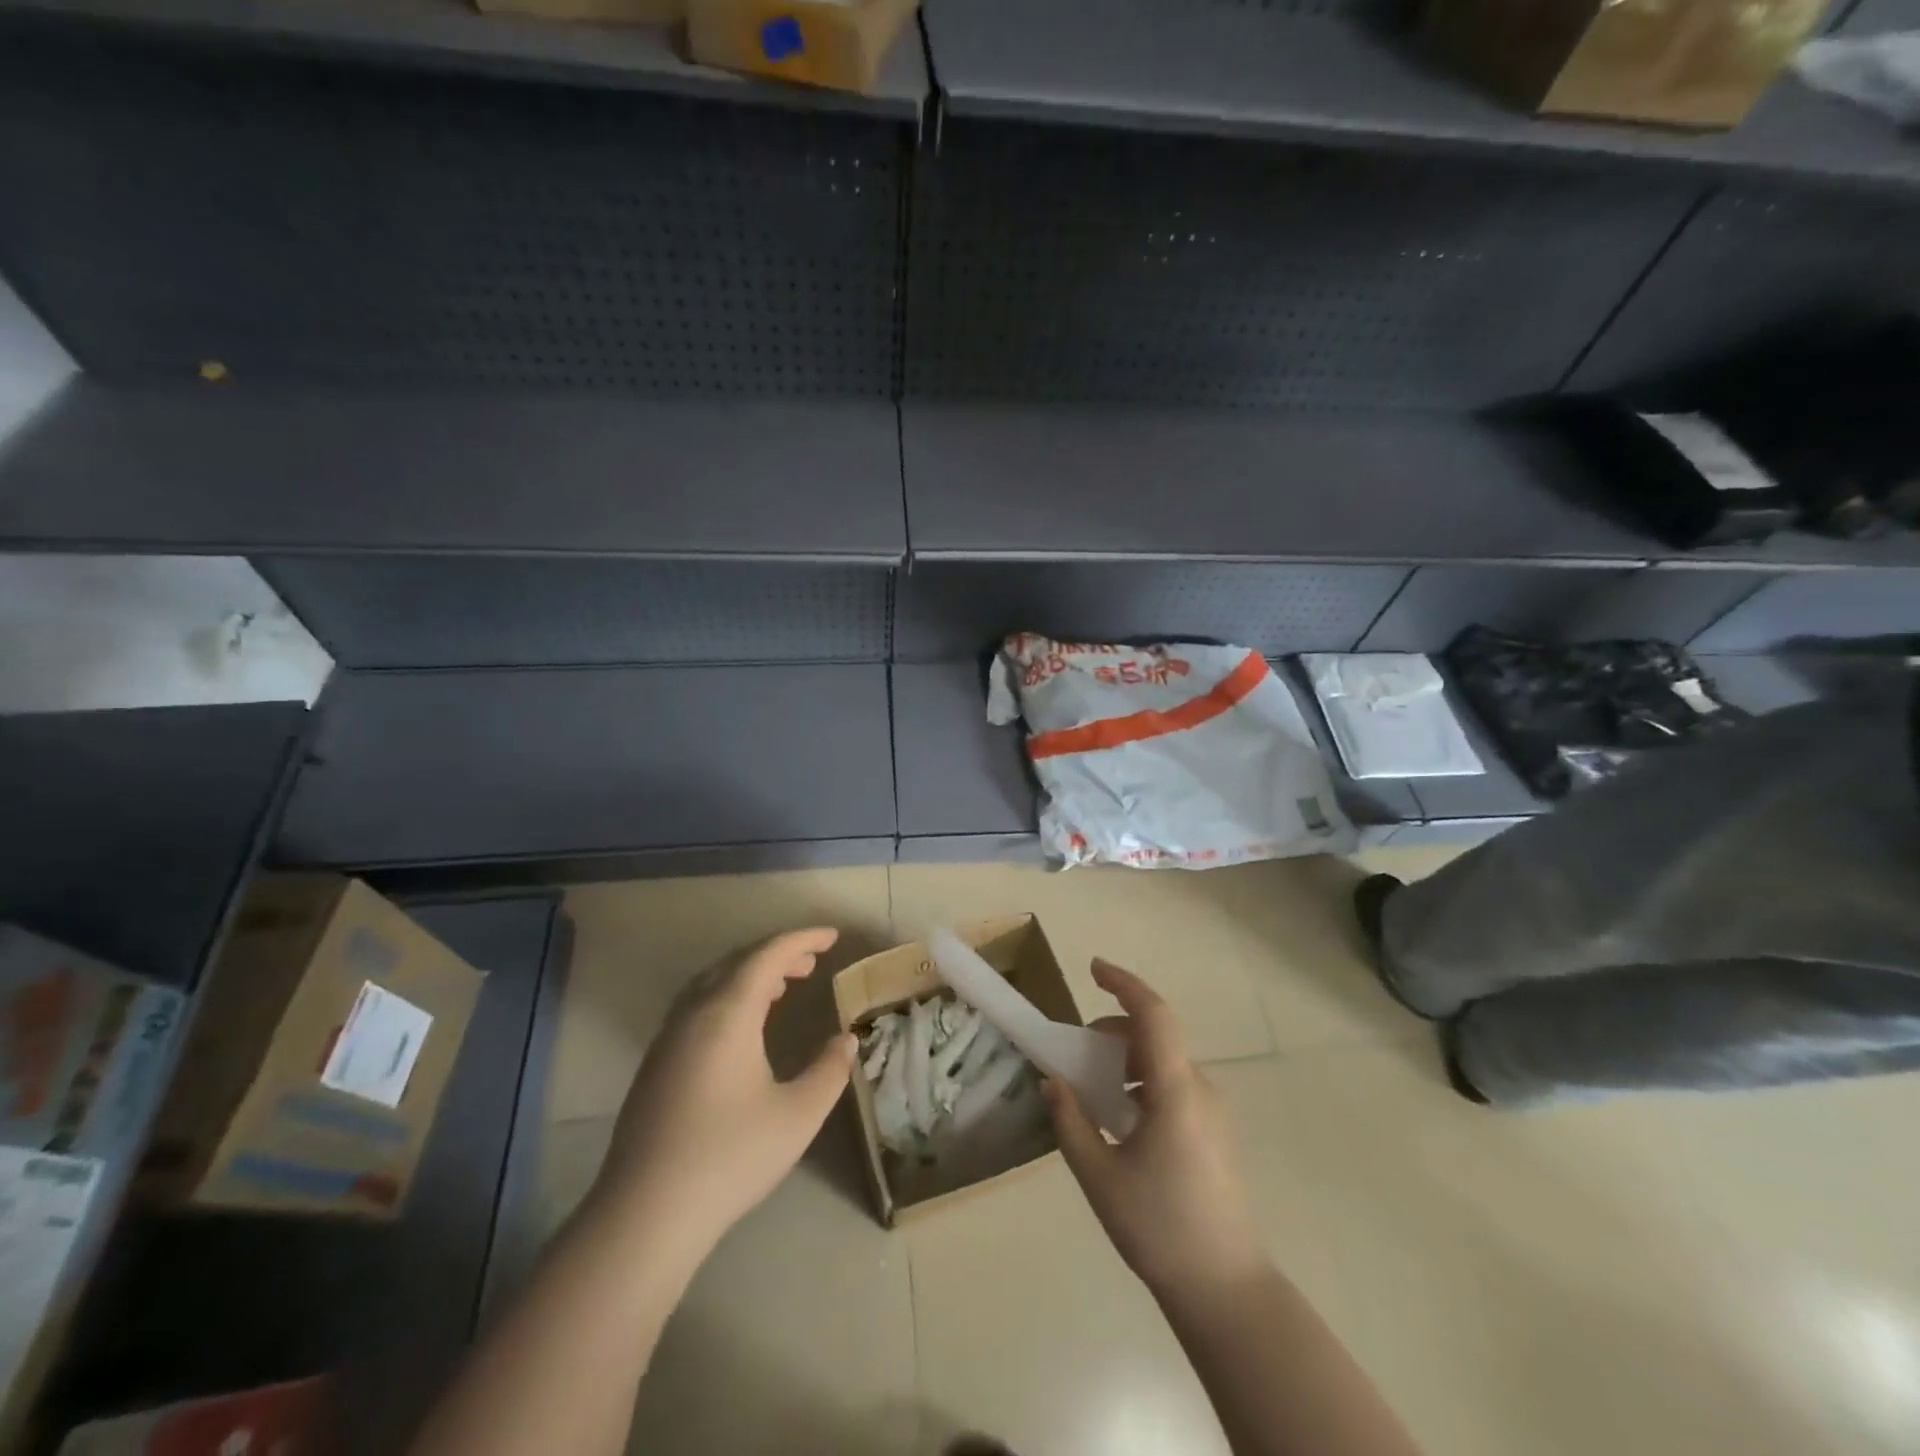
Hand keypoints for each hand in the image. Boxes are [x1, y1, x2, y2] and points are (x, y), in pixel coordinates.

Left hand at [591, 927, 856, 1260]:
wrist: (645, 1215)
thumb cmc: (730, 1157)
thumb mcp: (798, 1115)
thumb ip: (829, 1071)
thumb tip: (846, 1040)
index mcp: (728, 1013)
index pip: (768, 954)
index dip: (803, 939)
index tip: (832, 936)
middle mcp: (694, 1013)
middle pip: (738, 962)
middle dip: (777, 954)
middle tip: (811, 963)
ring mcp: (669, 1038)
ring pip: (712, 982)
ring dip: (749, 974)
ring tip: (781, 987)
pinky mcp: (656, 1064)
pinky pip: (697, 1005)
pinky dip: (728, 996)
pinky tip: (742, 1028)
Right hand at [1045, 960, 1265, 1300]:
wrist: (1226, 1290)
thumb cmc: (1159, 1228)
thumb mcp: (1100, 1176)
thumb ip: (1071, 1121)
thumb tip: (1053, 1080)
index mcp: (1175, 1091)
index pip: (1153, 1014)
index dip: (1124, 983)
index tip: (1093, 968)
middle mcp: (1199, 1089)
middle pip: (1154, 1035)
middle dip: (1112, 1030)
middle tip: (1075, 1056)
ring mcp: (1211, 1111)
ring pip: (1162, 1062)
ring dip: (1125, 1060)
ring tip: (1093, 1093)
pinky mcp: (1212, 1131)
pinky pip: (1172, 1086)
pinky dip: (1140, 1083)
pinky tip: (1120, 1120)